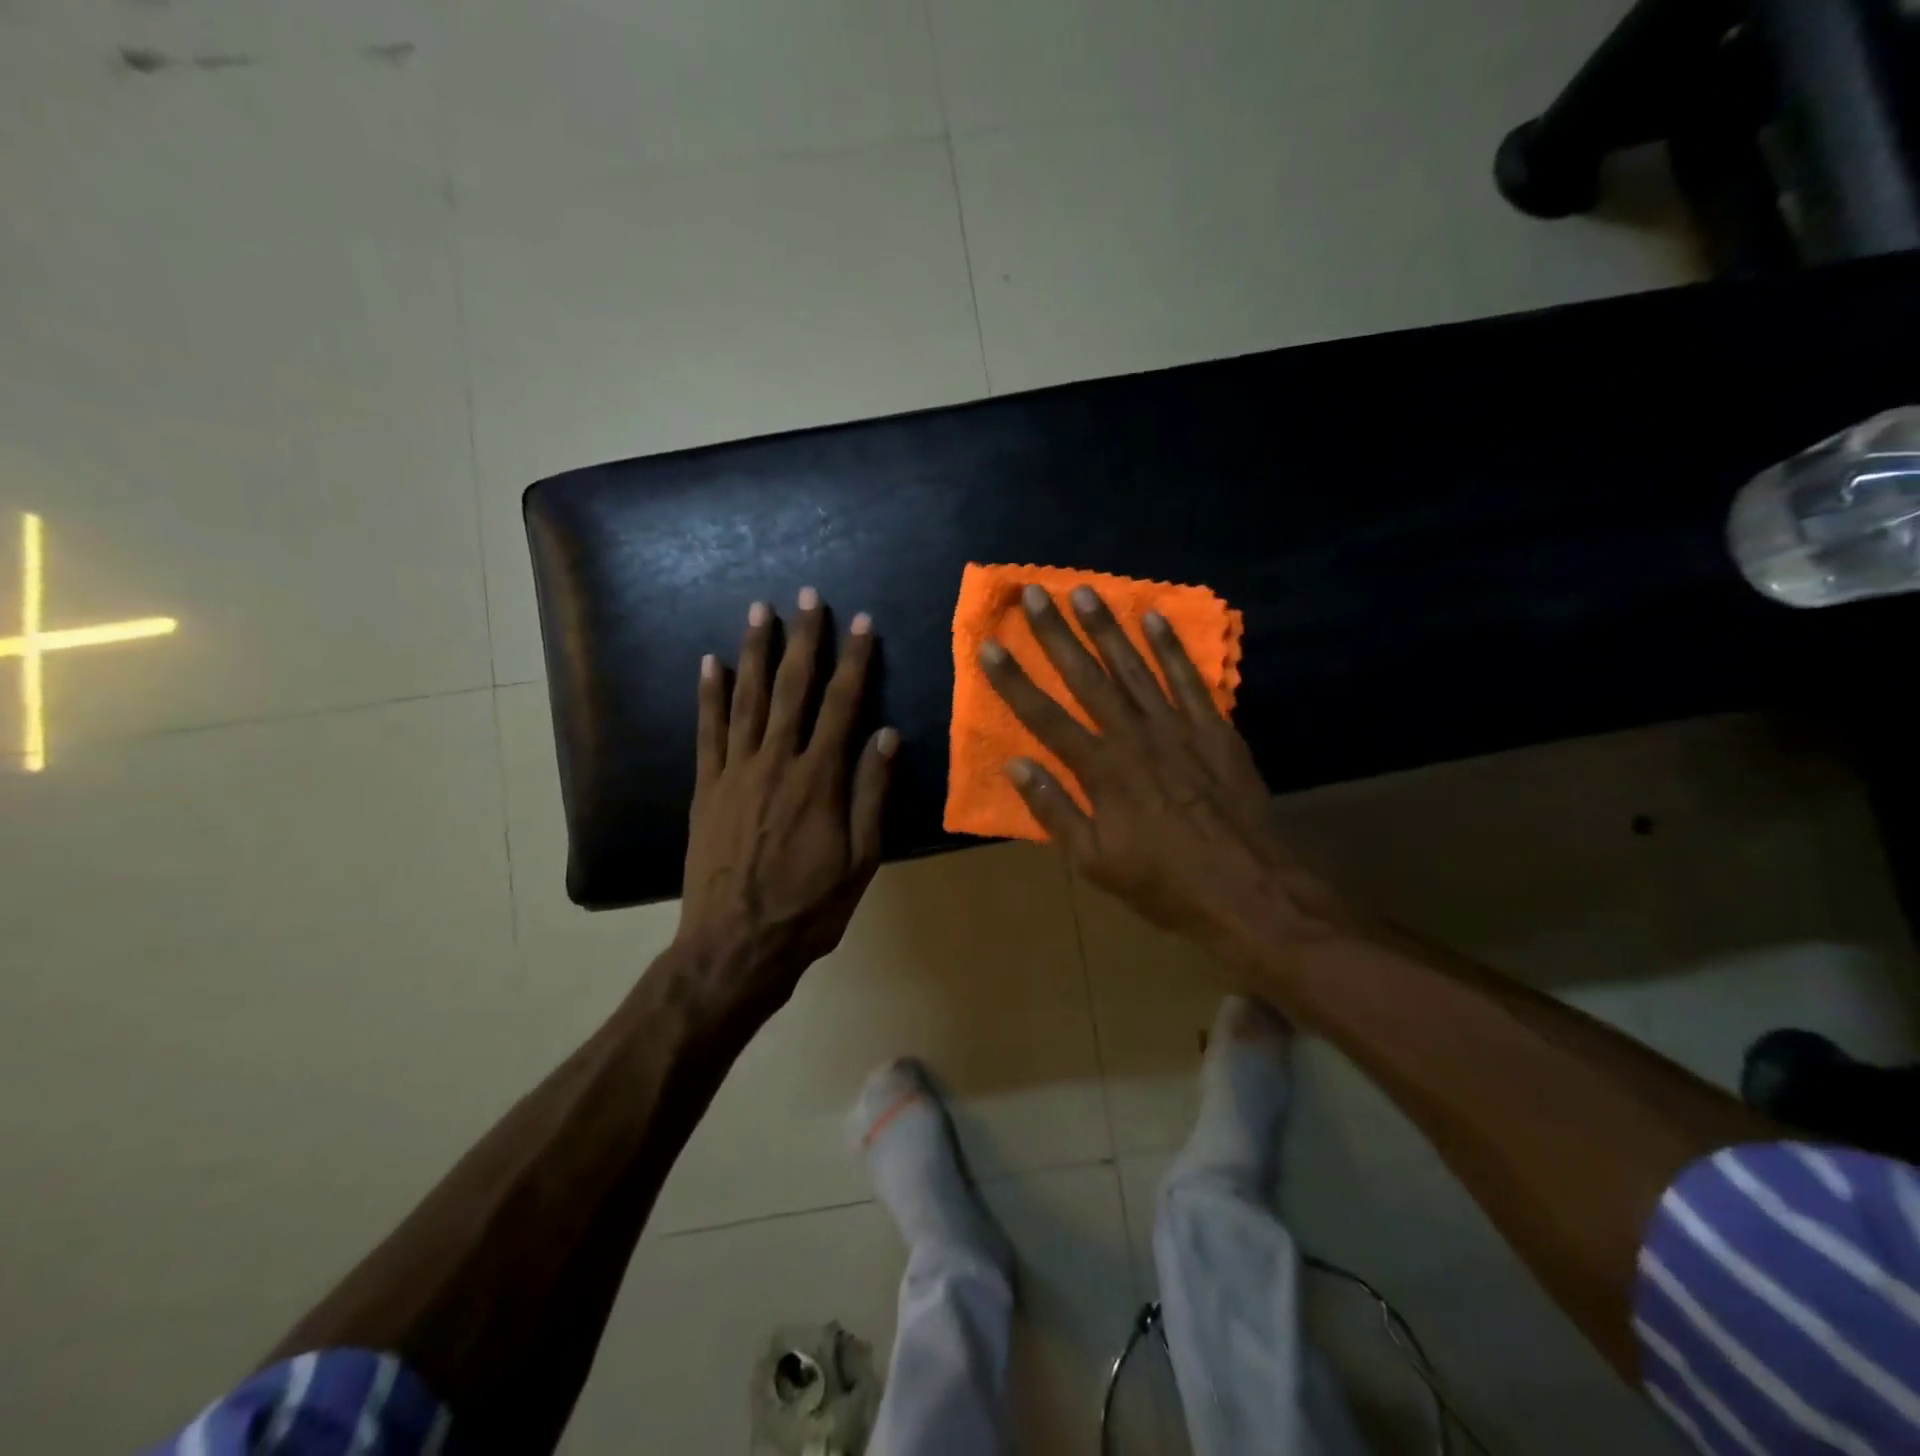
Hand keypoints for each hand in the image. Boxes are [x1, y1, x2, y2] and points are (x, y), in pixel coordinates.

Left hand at [678, 590, 896, 1012]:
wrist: (735, 945)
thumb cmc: (809, 907)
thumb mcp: (860, 859)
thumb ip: (871, 794)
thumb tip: (885, 735)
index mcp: (820, 779)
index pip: (842, 705)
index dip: (855, 661)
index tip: (861, 623)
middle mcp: (776, 762)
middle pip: (792, 689)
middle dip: (803, 640)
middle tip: (807, 597)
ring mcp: (735, 772)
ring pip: (747, 699)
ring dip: (754, 652)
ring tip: (759, 611)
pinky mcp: (705, 788)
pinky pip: (707, 732)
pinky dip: (709, 695)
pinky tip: (709, 663)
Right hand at [979, 584, 1346, 950]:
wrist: (1247, 891)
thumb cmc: (1163, 883)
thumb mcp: (1094, 861)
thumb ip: (1054, 810)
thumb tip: (1016, 765)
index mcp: (1101, 770)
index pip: (1045, 717)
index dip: (1013, 681)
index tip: (990, 645)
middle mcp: (1134, 737)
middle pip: (1087, 677)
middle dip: (1057, 634)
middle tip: (1035, 592)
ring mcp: (1178, 728)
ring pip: (1134, 668)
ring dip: (1106, 628)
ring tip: (1084, 591)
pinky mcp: (1214, 730)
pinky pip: (1189, 679)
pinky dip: (1171, 648)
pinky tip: (1154, 618)